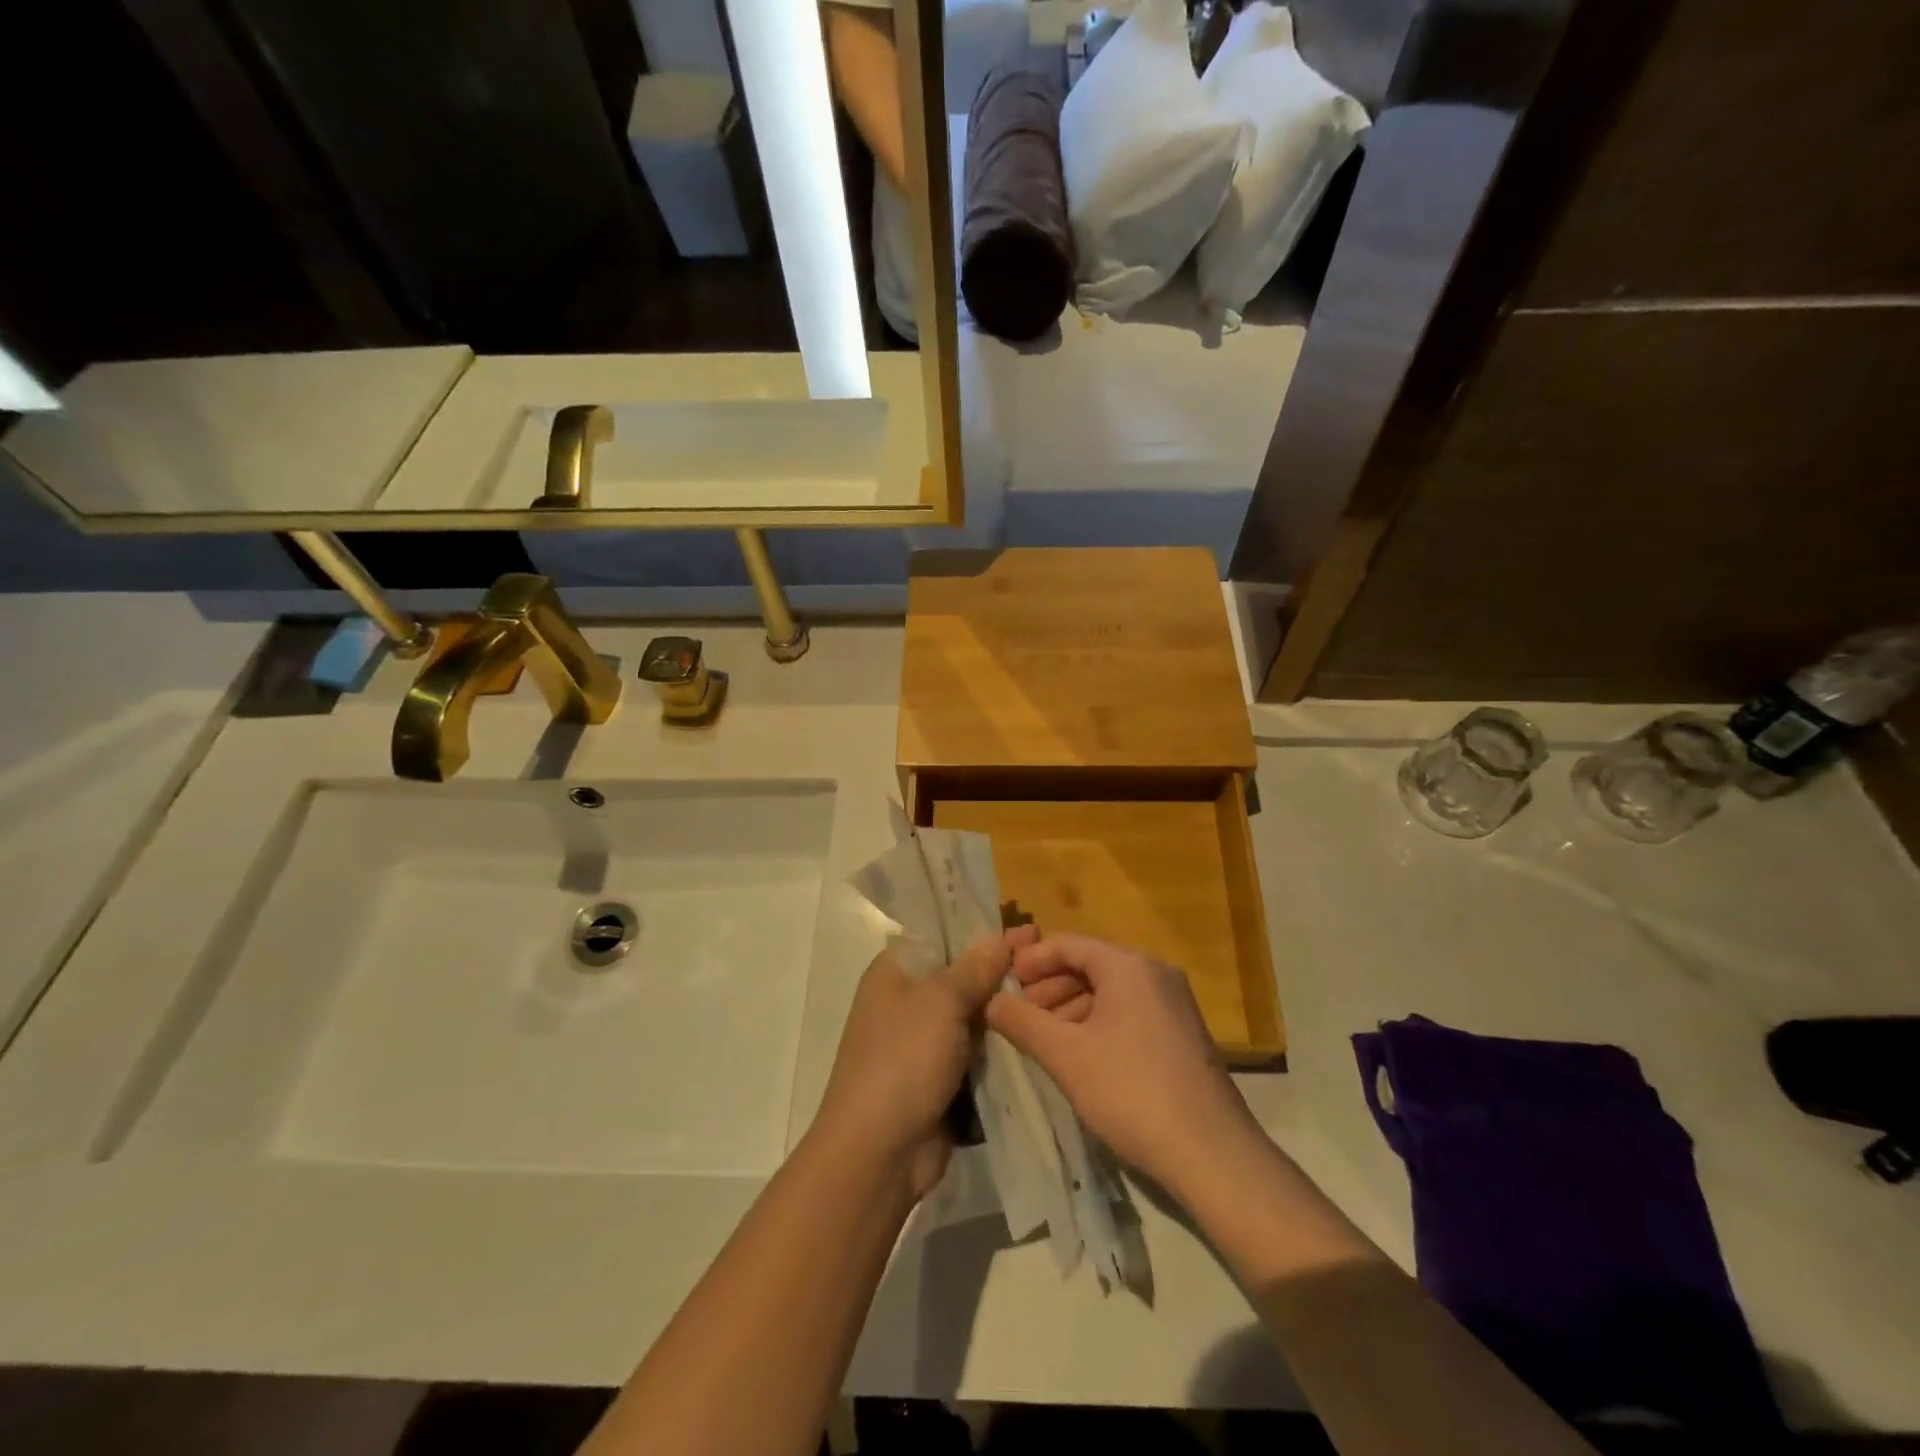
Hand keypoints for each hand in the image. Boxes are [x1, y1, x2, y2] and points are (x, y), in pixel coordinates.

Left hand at [812, 925, 1038, 1197]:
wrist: (878, 1152)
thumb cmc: (903, 1060)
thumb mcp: (940, 1002)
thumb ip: (974, 968)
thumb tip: (1001, 936)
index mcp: (895, 970)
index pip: (943, 935)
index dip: (983, 929)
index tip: (1028, 928)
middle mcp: (907, 999)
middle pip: (961, 973)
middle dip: (1001, 970)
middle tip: (1050, 962)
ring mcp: (924, 1040)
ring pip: (972, 1013)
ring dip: (1004, 1009)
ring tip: (1057, 995)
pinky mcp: (941, 1075)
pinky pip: (976, 1048)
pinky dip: (1000, 1043)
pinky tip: (1038, 1032)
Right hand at [986, 935, 1262, 1197]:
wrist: (1211, 1155)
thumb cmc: (1131, 1092)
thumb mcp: (1066, 1056)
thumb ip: (1022, 1022)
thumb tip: (990, 1001)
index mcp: (1129, 966)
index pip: (1069, 944)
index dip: (1031, 960)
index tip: (1001, 982)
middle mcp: (1155, 974)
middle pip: (1090, 965)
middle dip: (1049, 987)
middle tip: (1016, 1013)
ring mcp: (1172, 1005)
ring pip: (1109, 992)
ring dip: (1070, 1009)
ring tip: (1040, 1038)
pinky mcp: (1181, 1036)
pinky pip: (1128, 1013)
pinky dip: (1097, 1024)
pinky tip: (1077, 1055)